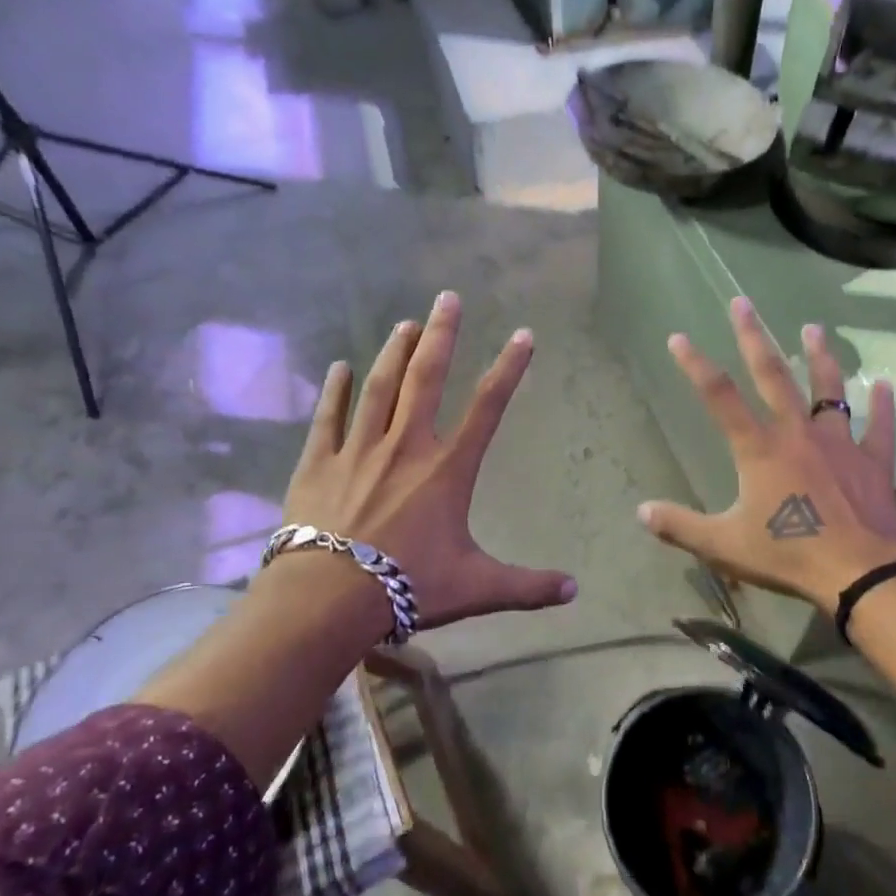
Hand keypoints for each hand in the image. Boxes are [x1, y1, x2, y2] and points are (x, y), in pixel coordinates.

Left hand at [281, 291, 576, 628]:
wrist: (328, 598)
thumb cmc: (408, 587)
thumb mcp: (476, 588)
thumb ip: (527, 586)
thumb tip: (575, 592)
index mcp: (446, 469)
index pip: (487, 407)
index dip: (509, 368)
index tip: (523, 334)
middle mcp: (406, 446)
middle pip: (426, 379)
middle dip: (441, 335)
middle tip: (448, 297)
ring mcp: (359, 450)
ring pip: (379, 388)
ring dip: (394, 352)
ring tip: (405, 323)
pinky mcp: (319, 463)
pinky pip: (329, 418)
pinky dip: (334, 391)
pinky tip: (338, 367)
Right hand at [637, 298, 895, 613]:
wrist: (857, 573)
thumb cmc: (787, 554)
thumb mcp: (723, 545)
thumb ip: (681, 526)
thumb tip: (641, 512)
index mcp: (759, 449)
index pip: (719, 397)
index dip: (695, 365)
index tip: (678, 337)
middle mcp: (796, 433)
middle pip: (772, 375)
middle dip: (754, 336)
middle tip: (743, 302)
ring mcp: (838, 443)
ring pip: (828, 390)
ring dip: (820, 357)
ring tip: (813, 328)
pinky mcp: (872, 462)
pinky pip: (879, 428)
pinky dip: (882, 407)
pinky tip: (885, 385)